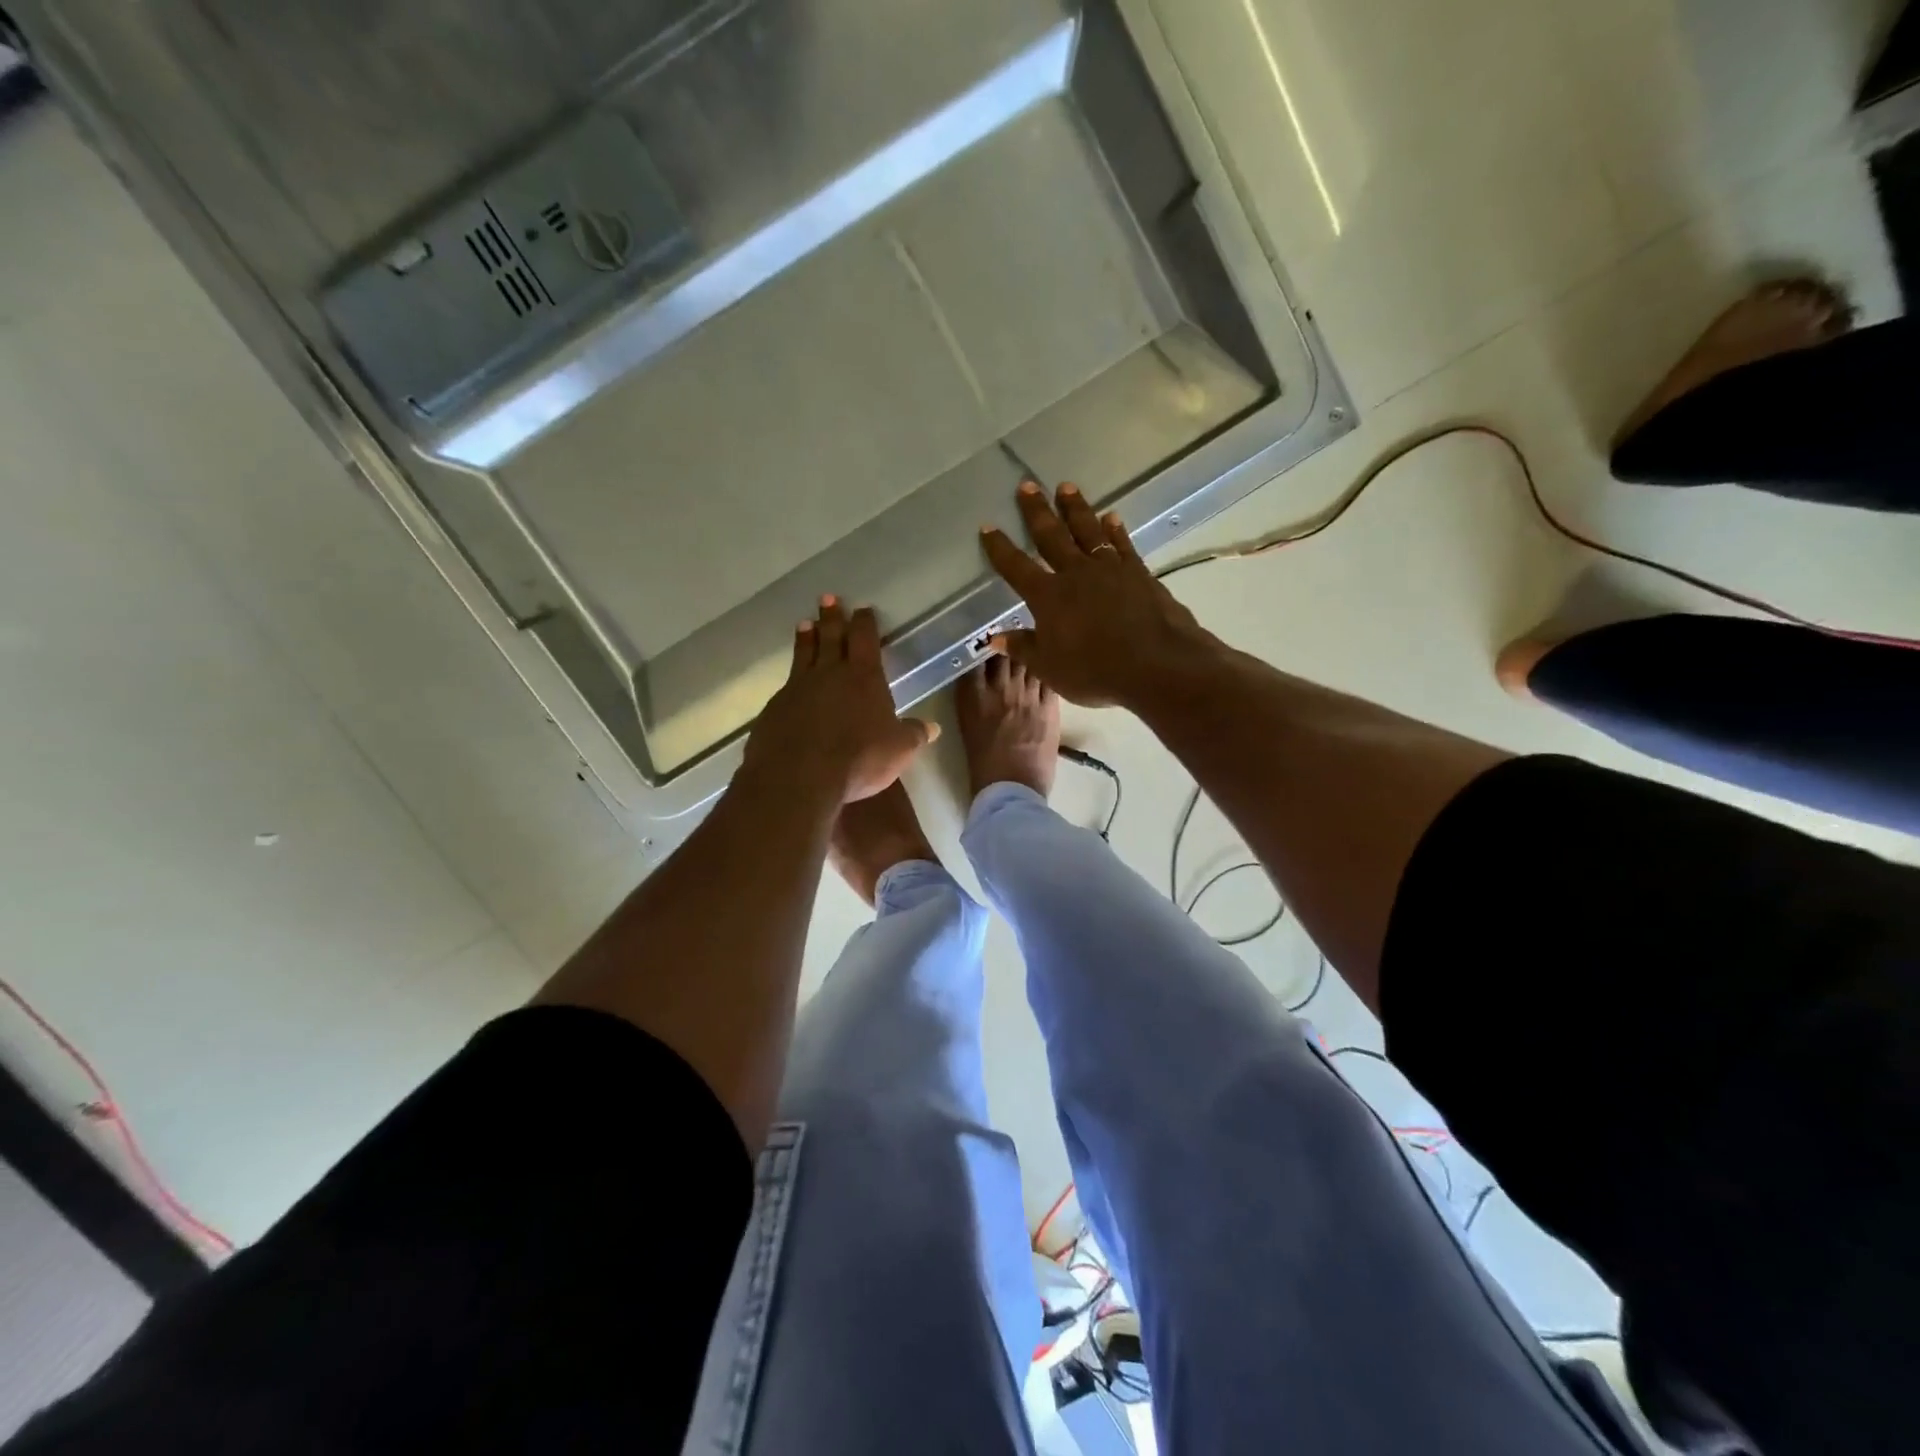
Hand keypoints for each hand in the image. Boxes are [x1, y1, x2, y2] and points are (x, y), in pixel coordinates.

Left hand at [744, 597, 938, 803]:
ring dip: (806, 638)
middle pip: (831, 637)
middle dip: (832, 617)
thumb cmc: (859, 758)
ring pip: (804, 655)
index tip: (864, 609)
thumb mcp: (898, 749)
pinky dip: (791, 676)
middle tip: (828, 598)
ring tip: (805, 623)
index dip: (865, 622)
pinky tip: (789, 681)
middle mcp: (829, 674)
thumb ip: (914, 735)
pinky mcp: (775, 708)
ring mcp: (797, 688)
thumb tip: (933, 727)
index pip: (865, 639)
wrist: (799, 776)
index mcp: (863, 677)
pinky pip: (786, 684)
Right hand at [981, 482, 1214, 707]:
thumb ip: (1023, 648)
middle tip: (1027, 486)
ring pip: (1088, 531)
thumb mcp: (1050, 668)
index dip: (999, 548)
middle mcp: (1076, 574)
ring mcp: (1109, 569)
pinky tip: (1111, 517)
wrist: (1156, 664)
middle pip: (1051, 536)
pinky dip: (1115, 530)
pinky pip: (1122, 544)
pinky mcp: (1138, 572)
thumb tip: (995, 638)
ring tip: (1066, 487)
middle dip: (1037, 512)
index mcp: (1048, 597)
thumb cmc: (1095, 671)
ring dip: (1075, 508)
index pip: (1016, 567)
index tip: (987, 526)